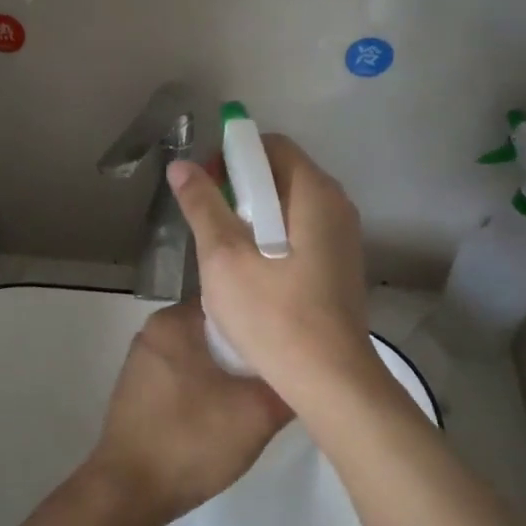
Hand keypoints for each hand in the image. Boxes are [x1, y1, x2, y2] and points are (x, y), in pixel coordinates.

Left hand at [87, 303, 292, 525]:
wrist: (127, 494)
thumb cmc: (189, 441)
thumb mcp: (255, 414)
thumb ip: (285, 386)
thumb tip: (306, 371)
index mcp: (173, 321)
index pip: (231, 302)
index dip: (264, 319)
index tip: (291, 339)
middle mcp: (153, 332)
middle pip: (215, 330)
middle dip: (247, 348)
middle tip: (283, 368)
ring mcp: (142, 362)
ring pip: (200, 355)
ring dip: (227, 371)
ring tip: (261, 391)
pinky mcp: (139, 391)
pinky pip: (184, 376)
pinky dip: (207, 387)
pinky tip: (227, 411)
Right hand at [167, 136, 376, 407]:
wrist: (330, 380)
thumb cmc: (272, 313)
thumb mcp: (223, 256)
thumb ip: (202, 205)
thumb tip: (181, 165)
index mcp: (315, 192)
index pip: (271, 145)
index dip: (232, 156)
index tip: (206, 188)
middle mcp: (337, 205)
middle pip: (282, 173)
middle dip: (241, 188)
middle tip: (210, 223)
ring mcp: (344, 237)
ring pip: (291, 205)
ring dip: (255, 216)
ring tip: (227, 252)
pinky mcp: (342, 265)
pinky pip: (302, 231)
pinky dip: (274, 237)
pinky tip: (255, 274)